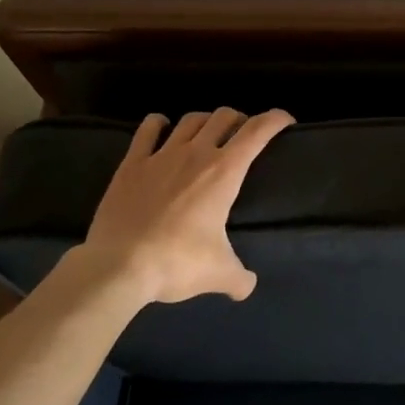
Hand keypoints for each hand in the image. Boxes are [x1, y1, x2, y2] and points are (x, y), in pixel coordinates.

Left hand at [54, 108, 294, 305]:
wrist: (118, 266)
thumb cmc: (177, 263)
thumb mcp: (219, 274)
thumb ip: (240, 278)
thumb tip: (247, 287)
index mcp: (224, 172)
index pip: (257, 132)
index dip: (275, 119)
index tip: (285, 120)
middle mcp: (196, 153)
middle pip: (224, 117)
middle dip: (239, 120)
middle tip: (243, 135)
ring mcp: (161, 155)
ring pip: (191, 120)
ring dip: (206, 121)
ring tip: (208, 133)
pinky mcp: (131, 164)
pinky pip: (148, 130)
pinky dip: (159, 124)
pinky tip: (161, 127)